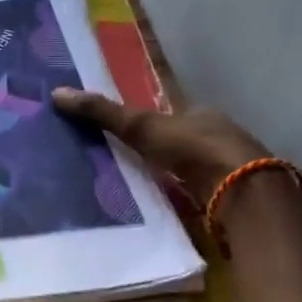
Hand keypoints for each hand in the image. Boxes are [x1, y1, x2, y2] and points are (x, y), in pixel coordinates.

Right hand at [50, 87, 267, 202]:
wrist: (244, 192)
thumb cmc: (195, 148)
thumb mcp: (141, 126)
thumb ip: (103, 113)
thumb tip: (57, 93)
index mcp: (203, 114)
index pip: (173, 114)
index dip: (151, 122)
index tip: (129, 133)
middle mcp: (220, 136)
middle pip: (184, 142)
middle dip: (163, 151)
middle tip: (131, 162)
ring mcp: (229, 169)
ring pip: (195, 169)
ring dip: (175, 177)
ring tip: (142, 188)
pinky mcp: (234, 199)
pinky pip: (203, 195)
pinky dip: (187, 200)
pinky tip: (169, 208)